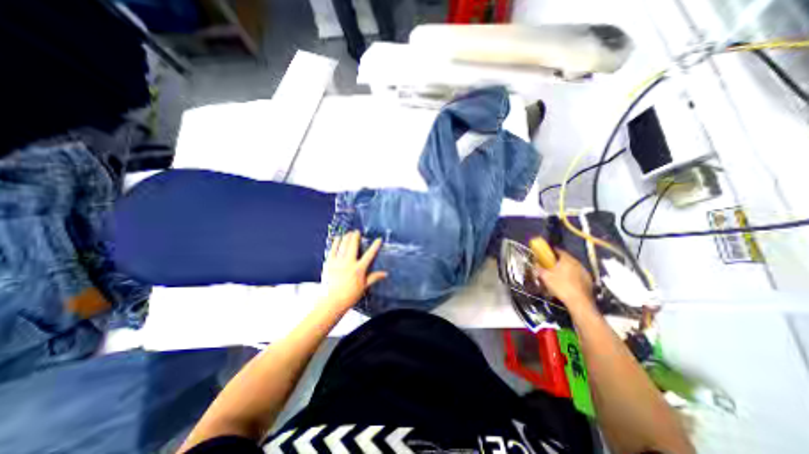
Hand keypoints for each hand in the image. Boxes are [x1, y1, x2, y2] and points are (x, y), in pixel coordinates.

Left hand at [322, 230, 386, 308]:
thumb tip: (385, 273)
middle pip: (353, 245)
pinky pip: (332, 250)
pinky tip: (337, 238)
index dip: (375, 246)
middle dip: (355, 236)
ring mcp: (338, 262)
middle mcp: (349, 263)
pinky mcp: (329, 263)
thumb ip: (374, 277)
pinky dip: (335, 243)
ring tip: (348, 233)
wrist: (332, 301)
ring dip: (346, 237)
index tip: (378, 239)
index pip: (369, 254)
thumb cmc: (350, 295)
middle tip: (356, 231)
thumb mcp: (364, 286)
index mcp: (359, 269)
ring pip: (342, 245)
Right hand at [535, 248, 592, 315]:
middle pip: (566, 258)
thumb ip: (539, 268)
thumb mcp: (545, 277)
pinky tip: (567, 283)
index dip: (551, 251)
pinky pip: (578, 275)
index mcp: (567, 259)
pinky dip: (572, 276)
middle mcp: (577, 263)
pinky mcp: (589, 281)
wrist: (579, 302)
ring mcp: (585, 272)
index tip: (546, 253)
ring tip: (558, 274)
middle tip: (550, 264)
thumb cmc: (561, 286)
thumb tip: (535, 263)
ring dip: (566, 268)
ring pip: (573, 267)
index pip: (559, 251)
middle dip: (558, 260)